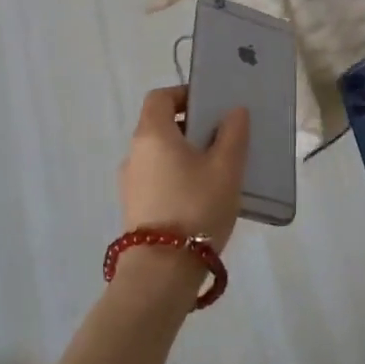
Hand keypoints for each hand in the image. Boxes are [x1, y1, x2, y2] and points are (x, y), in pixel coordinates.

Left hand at [118, 86, 248, 254]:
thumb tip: (234, 111)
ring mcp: (130, 182)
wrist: (163, 269)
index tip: (210, 105)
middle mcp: (134, 153)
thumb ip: (233, 134)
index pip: (160, 97)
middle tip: (223, 139)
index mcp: (152, 134)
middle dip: (191, 127)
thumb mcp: (226, 168)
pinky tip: (202, 197)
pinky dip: (177, 177)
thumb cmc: (197, 206)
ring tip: (217, 172)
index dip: (184, 94)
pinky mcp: (134, 207)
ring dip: (185, 154)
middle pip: (160, 126)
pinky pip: (157, 179)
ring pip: (160, 155)